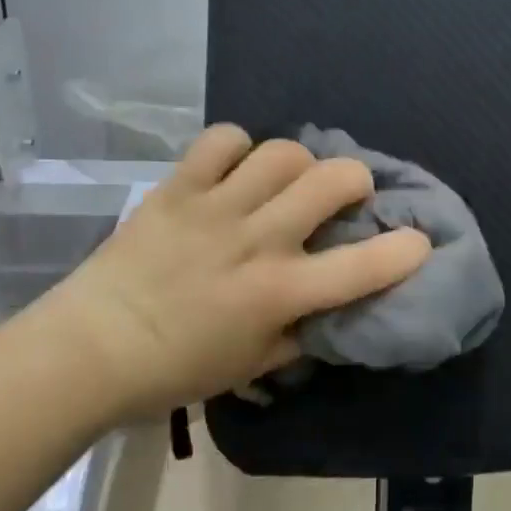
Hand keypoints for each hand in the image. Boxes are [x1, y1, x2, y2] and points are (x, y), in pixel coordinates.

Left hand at [22, 125, 432, 420]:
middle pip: (331, 179)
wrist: (91, 349)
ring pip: (282, 152)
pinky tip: (234, 168)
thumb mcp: (251, 366)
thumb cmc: (176, 369)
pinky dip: (236, 147)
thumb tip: (326, 308)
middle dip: (355, 180)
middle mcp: (257, 240)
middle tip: (345, 194)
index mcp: (278, 293)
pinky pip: (221, 141)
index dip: (404, 250)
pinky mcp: (179, 188)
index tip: (419, 241)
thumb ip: (298, 334)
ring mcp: (217, 208)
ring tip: (288, 179)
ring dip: (299, 162)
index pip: (361, 267)